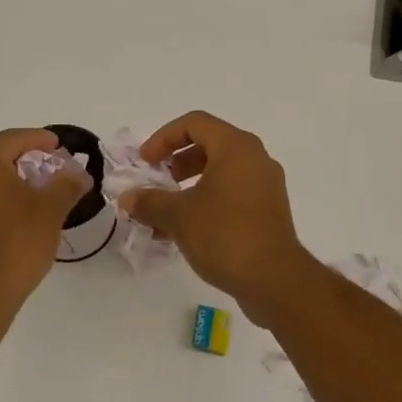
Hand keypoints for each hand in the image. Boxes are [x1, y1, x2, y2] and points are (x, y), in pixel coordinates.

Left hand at [0, 128, 91, 309]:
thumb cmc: (17, 241)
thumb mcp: (51, 208)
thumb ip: (67, 183)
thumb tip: (79, 173)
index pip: (15, 138)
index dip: (41, 140)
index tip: (61, 147)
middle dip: (27, 156)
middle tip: (53, 165)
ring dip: (12, 173)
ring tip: (40, 185)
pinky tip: (20, 203)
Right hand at [119, 111, 321, 323]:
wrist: (273, 279)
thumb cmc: (224, 234)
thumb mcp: (178, 215)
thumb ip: (149, 201)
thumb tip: (127, 198)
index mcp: (236, 147)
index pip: (194, 123)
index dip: (163, 138)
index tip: (145, 162)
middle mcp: (255, 158)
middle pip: (209, 145)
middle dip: (176, 163)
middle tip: (156, 182)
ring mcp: (265, 185)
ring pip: (220, 173)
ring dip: (188, 187)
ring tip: (165, 213)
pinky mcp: (268, 211)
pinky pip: (232, 194)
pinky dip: (207, 202)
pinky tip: (185, 231)